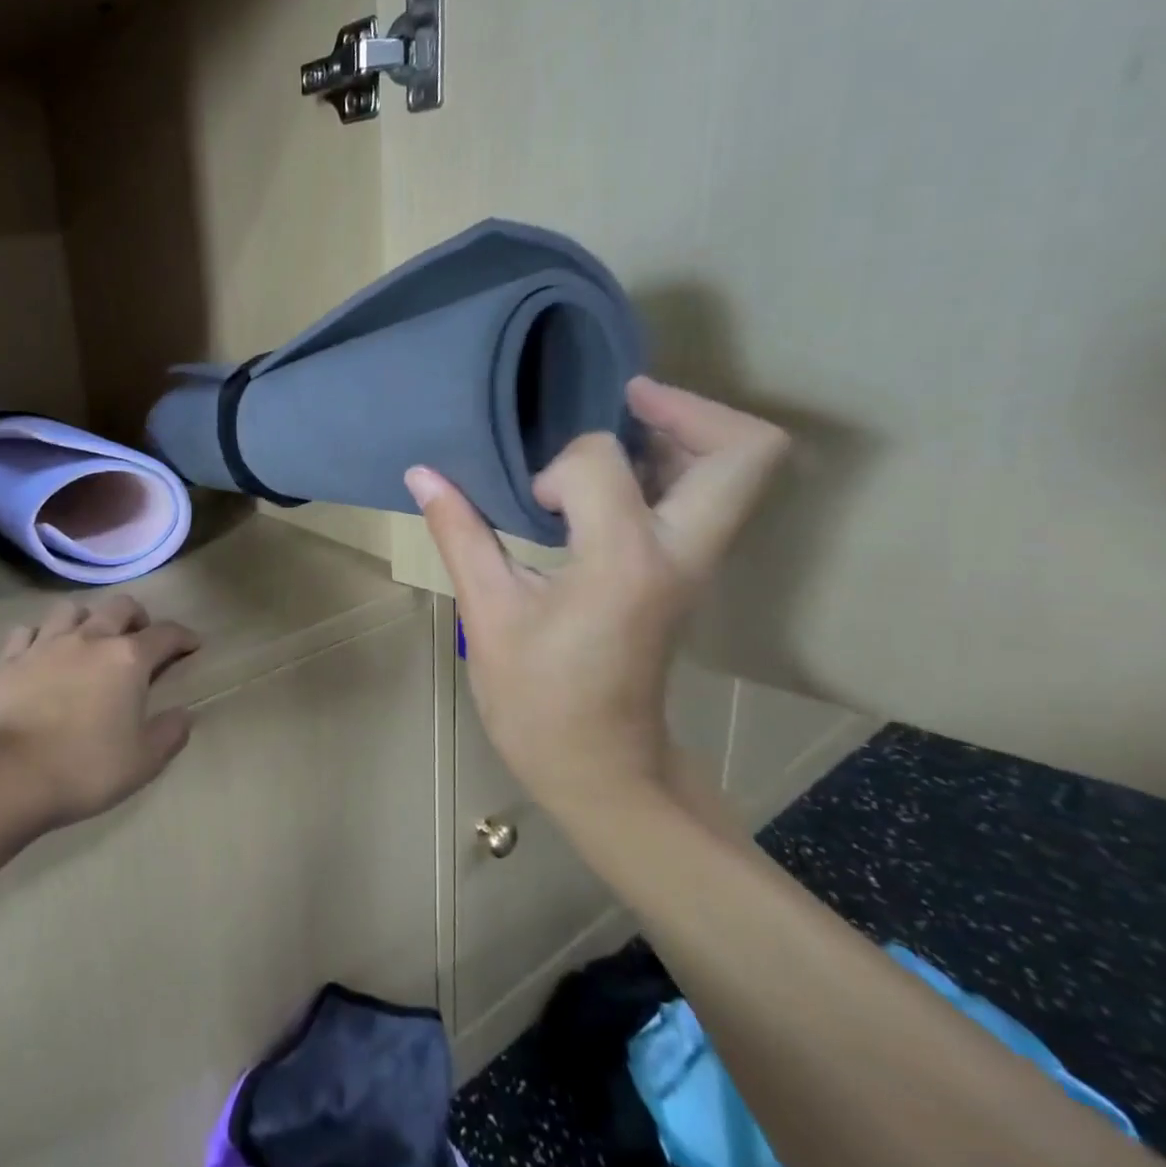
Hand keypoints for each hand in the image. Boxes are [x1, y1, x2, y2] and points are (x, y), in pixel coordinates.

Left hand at [0, 592, 200, 827]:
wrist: (10, 776)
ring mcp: (46, 644)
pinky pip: (28, 632)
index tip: (193, 645)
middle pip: (119, 607)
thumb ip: (169, 733)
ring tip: (89, 639)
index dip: (183, 637)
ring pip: (71, 610)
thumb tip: (184, 714)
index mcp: (128, 659)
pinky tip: (42, 652)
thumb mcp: (143, 761)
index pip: (165, 634)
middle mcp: (90, 639)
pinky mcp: (10, 659)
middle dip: (137, 617)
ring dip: (87, 619)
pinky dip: (40, 636)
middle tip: (140, 637)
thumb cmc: (86, 768)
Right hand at [406, 376, 788, 821]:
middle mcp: (682, 551)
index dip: (557, 467)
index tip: (532, 506)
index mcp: (625, 559)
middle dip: (686, 407)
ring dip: (685, 433)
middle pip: (743, 450)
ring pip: (741, 470)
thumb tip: (422, 472)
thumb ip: (460, 532)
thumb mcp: (488, 613)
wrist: (599, 768)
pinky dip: (675, 466)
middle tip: (623, 398)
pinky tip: (610, 479)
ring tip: (617, 429)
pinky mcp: (688, 573)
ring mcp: (697, 564)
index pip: (601, 462)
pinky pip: (710, 496)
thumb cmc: (536, 700)